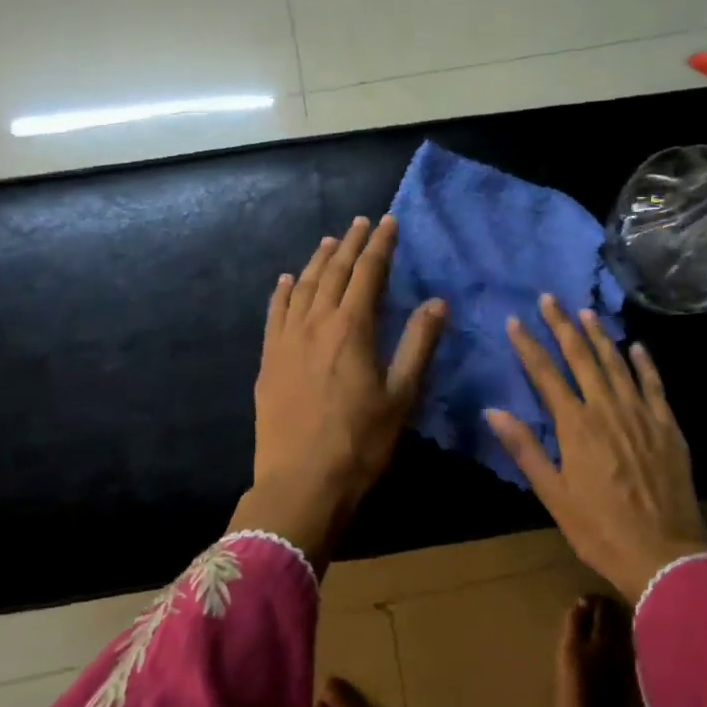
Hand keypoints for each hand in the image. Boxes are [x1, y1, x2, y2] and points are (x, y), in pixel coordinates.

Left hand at [232, 214, 444, 563]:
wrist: (301, 483)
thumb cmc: (360, 443)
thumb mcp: (401, 396)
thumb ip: (419, 344)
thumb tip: (437, 301)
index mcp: (352, 329)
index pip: (368, 273)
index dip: (380, 246)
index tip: (388, 222)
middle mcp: (316, 324)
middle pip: (335, 272)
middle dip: (351, 244)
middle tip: (361, 222)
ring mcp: (287, 340)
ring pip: (304, 287)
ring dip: (319, 261)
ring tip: (330, 242)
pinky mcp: (269, 360)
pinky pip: (275, 314)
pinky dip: (283, 292)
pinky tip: (288, 281)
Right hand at [485, 294, 706, 602]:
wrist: (665, 555)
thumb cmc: (599, 530)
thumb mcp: (553, 495)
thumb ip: (525, 449)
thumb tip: (492, 411)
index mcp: (576, 426)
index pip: (546, 374)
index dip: (528, 346)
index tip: (514, 321)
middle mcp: (608, 409)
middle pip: (581, 357)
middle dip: (562, 325)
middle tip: (549, 298)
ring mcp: (641, 414)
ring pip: (617, 363)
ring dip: (599, 336)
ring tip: (585, 312)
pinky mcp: (667, 426)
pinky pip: (654, 384)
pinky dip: (644, 363)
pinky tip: (636, 346)